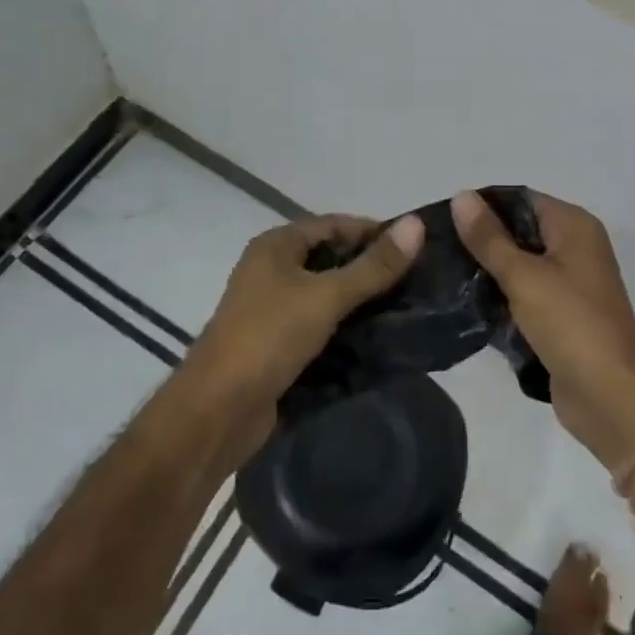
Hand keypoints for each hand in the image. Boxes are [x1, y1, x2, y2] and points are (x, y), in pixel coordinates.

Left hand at [187, 212, 424, 446]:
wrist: (217, 410)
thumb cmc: (269, 337)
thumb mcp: (326, 296)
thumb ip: (373, 266)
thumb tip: (417, 225)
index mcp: (276, 246)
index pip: (333, 224)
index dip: (373, 231)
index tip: (414, 246)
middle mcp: (271, 270)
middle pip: (330, 257)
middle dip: (370, 266)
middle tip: (416, 279)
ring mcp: (272, 308)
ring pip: (326, 293)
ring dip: (360, 299)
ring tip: (406, 307)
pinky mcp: (277, 343)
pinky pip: (319, 324)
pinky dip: (345, 326)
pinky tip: (377, 337)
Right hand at [452, 190, 634, 470]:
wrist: (611, 397)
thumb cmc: (571, 324)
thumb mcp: (524, 276)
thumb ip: (489, 238)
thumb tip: (461, 196)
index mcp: (574, 226)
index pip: (521, 199)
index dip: (483, 204)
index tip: (443, 217)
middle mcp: (575, 248)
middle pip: (519, 232)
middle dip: (481, 239)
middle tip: (437, 247)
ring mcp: (569, 284)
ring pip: (519, 266)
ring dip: (487, 271)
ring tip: (443, 274)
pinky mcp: (560, 317)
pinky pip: (523, 296)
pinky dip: (500, 298)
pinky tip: (465, 304)